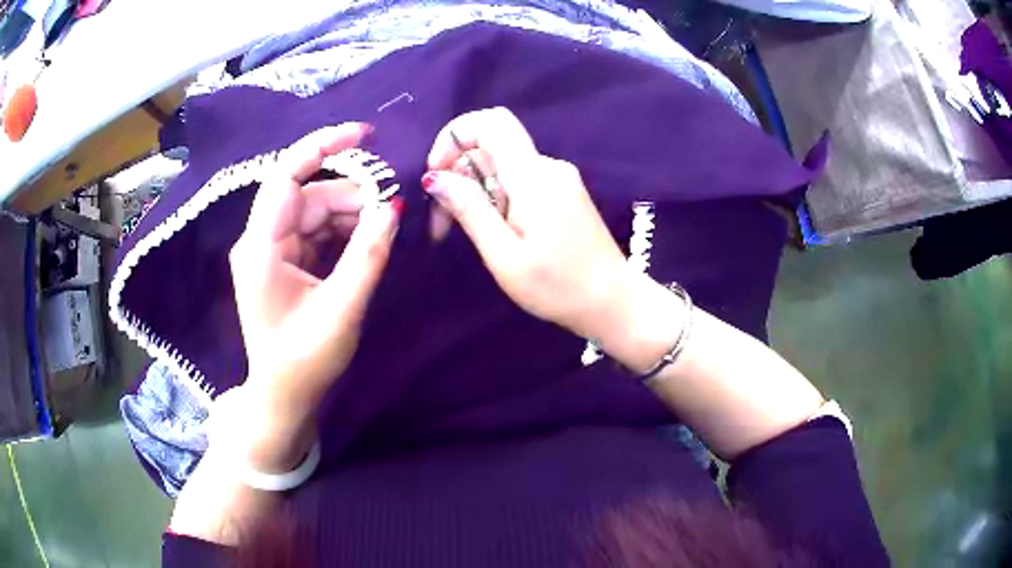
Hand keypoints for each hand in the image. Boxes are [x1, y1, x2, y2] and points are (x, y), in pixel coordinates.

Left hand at [228, 124, 399, 469]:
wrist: (282, 399)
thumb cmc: (305, 363)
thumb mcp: (342, 310)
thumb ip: (369, 254)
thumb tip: (394, 206)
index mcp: (261, 246)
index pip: (287, 175)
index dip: (324, 146)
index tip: (365, 135)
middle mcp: (261, 240)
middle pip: (308, 194)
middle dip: (351, 196)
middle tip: (391, 212)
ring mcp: (271, 251)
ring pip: (315, 212)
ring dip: (350, 216)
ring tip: (381, 234)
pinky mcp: (283, 263)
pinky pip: (315, 232)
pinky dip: (342, 233)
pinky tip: (365, 243)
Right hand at [424, 108, 632, 343]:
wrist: (614, 302)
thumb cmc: (558, 287)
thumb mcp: (504, 256)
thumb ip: (470, 210)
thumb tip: (435, 176)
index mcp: (533, 177)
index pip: (490, 122)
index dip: (454, 137)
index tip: (436, 175)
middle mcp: (547, 167)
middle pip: (491, 146)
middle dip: (457, 175)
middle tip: (443, 226)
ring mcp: (559, 178)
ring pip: (502, 165)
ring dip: (475, 191)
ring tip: (464, 235)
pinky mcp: (563, 192)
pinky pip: (520, 180)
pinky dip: (496, 197)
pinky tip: (495, 231)